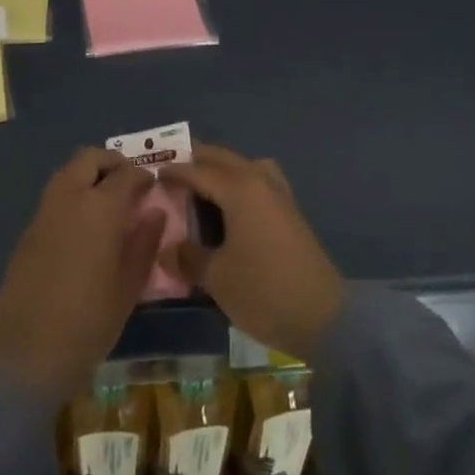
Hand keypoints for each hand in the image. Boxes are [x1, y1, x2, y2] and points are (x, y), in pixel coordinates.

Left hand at [0, 148, 165, 406]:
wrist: (26, 355)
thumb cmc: (88, 322)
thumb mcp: (128, 286)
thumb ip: (144, 243)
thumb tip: (155, 213)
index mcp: (100, 207)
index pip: (127, 173)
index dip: (143, 176)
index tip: (153, 188)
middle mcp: (70, 198)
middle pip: (90, 158)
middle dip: (112, 163)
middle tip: (128, 185)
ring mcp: (44, 212)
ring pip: (68, 172)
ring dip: (89, 175)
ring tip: (107, 204)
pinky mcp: (28, 231)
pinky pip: (54, 196)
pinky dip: (72, 196)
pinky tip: (82, 227)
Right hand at [159, 144, 343, 362]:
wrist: (323, 315)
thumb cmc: (264, 291)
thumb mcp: (217, 278)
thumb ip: (189, 258)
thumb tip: (167, 249)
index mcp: (239, 188)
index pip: (198, 171)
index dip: (174, 172)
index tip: (151, 175)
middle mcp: (259, 180)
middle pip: (222, 159)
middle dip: (196, 160)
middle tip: (171, 169)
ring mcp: (278, 193)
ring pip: (243, 166)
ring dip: (221, 169)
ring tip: (200, 186)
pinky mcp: (289, 210)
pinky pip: (257, 181)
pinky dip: (239, 182)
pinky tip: (230, 207)